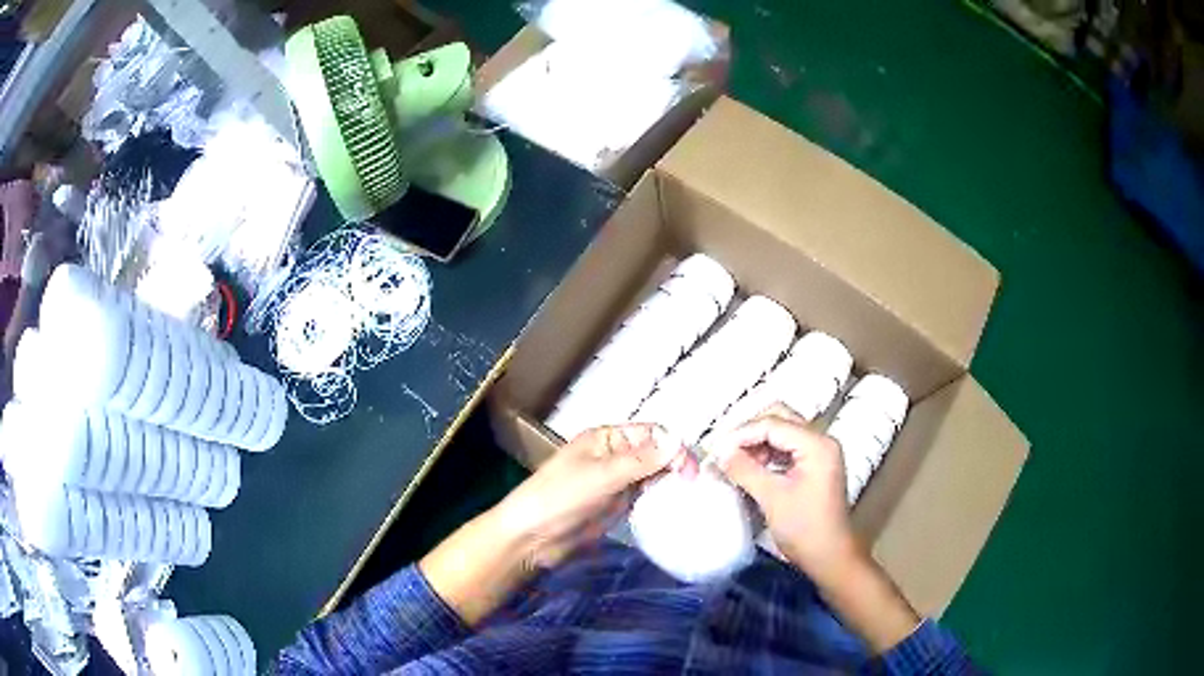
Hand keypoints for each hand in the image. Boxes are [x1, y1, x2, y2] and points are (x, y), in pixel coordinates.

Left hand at [495, 424, 692, 569]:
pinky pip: (645, 497)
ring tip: (691, 497)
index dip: (674, 448)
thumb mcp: (600, 476)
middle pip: (656, 453)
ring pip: (653, 475)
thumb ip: (640, 461)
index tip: (690, 472)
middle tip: (695, 487)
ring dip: (671, 482)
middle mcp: (614, 456)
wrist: (531, 537)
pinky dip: (660, 499)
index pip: (651, 434)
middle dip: (677, 464)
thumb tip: (678, 442)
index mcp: (607, 439)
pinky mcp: (616, 505)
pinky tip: (673, 508)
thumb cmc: (559, 498)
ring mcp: (616, 482)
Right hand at [711, 405, 856, 577]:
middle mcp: (820, 442)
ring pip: (781, 433)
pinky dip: (765, 454)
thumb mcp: (772, 498)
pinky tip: (748, 469)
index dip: (741, 433)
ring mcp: (818, 454)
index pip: (772, 424)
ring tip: (732, 461)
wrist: (829, 557)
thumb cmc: (805, 529)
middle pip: (779, 419)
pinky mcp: (812, 467)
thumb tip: (720, 452)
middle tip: (723, 449)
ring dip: (755, 443)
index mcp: (816, 445)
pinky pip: (785, 449)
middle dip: (748, 431)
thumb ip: (745, 469)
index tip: (716, 449)